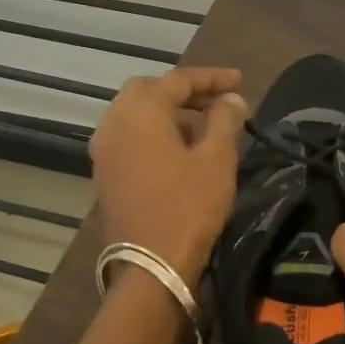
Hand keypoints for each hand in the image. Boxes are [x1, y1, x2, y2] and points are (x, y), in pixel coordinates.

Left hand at [89, 67, 248, 284]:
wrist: (151, 265)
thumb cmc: (189, 207)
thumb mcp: (217, 159)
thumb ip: (224, 120)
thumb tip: (231, 99)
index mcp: (140, 113)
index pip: (178, 80)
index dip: (212, 78)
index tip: (240, 81)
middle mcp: (114, 123)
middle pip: (148, 90)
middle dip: (184, 91)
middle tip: (216, 101)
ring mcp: (104, 150)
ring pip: (135, 114)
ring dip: (168, 112)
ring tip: (204, 127)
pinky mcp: (104, 173)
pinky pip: (129, 137)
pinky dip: (154, 132)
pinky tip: (180, 150)